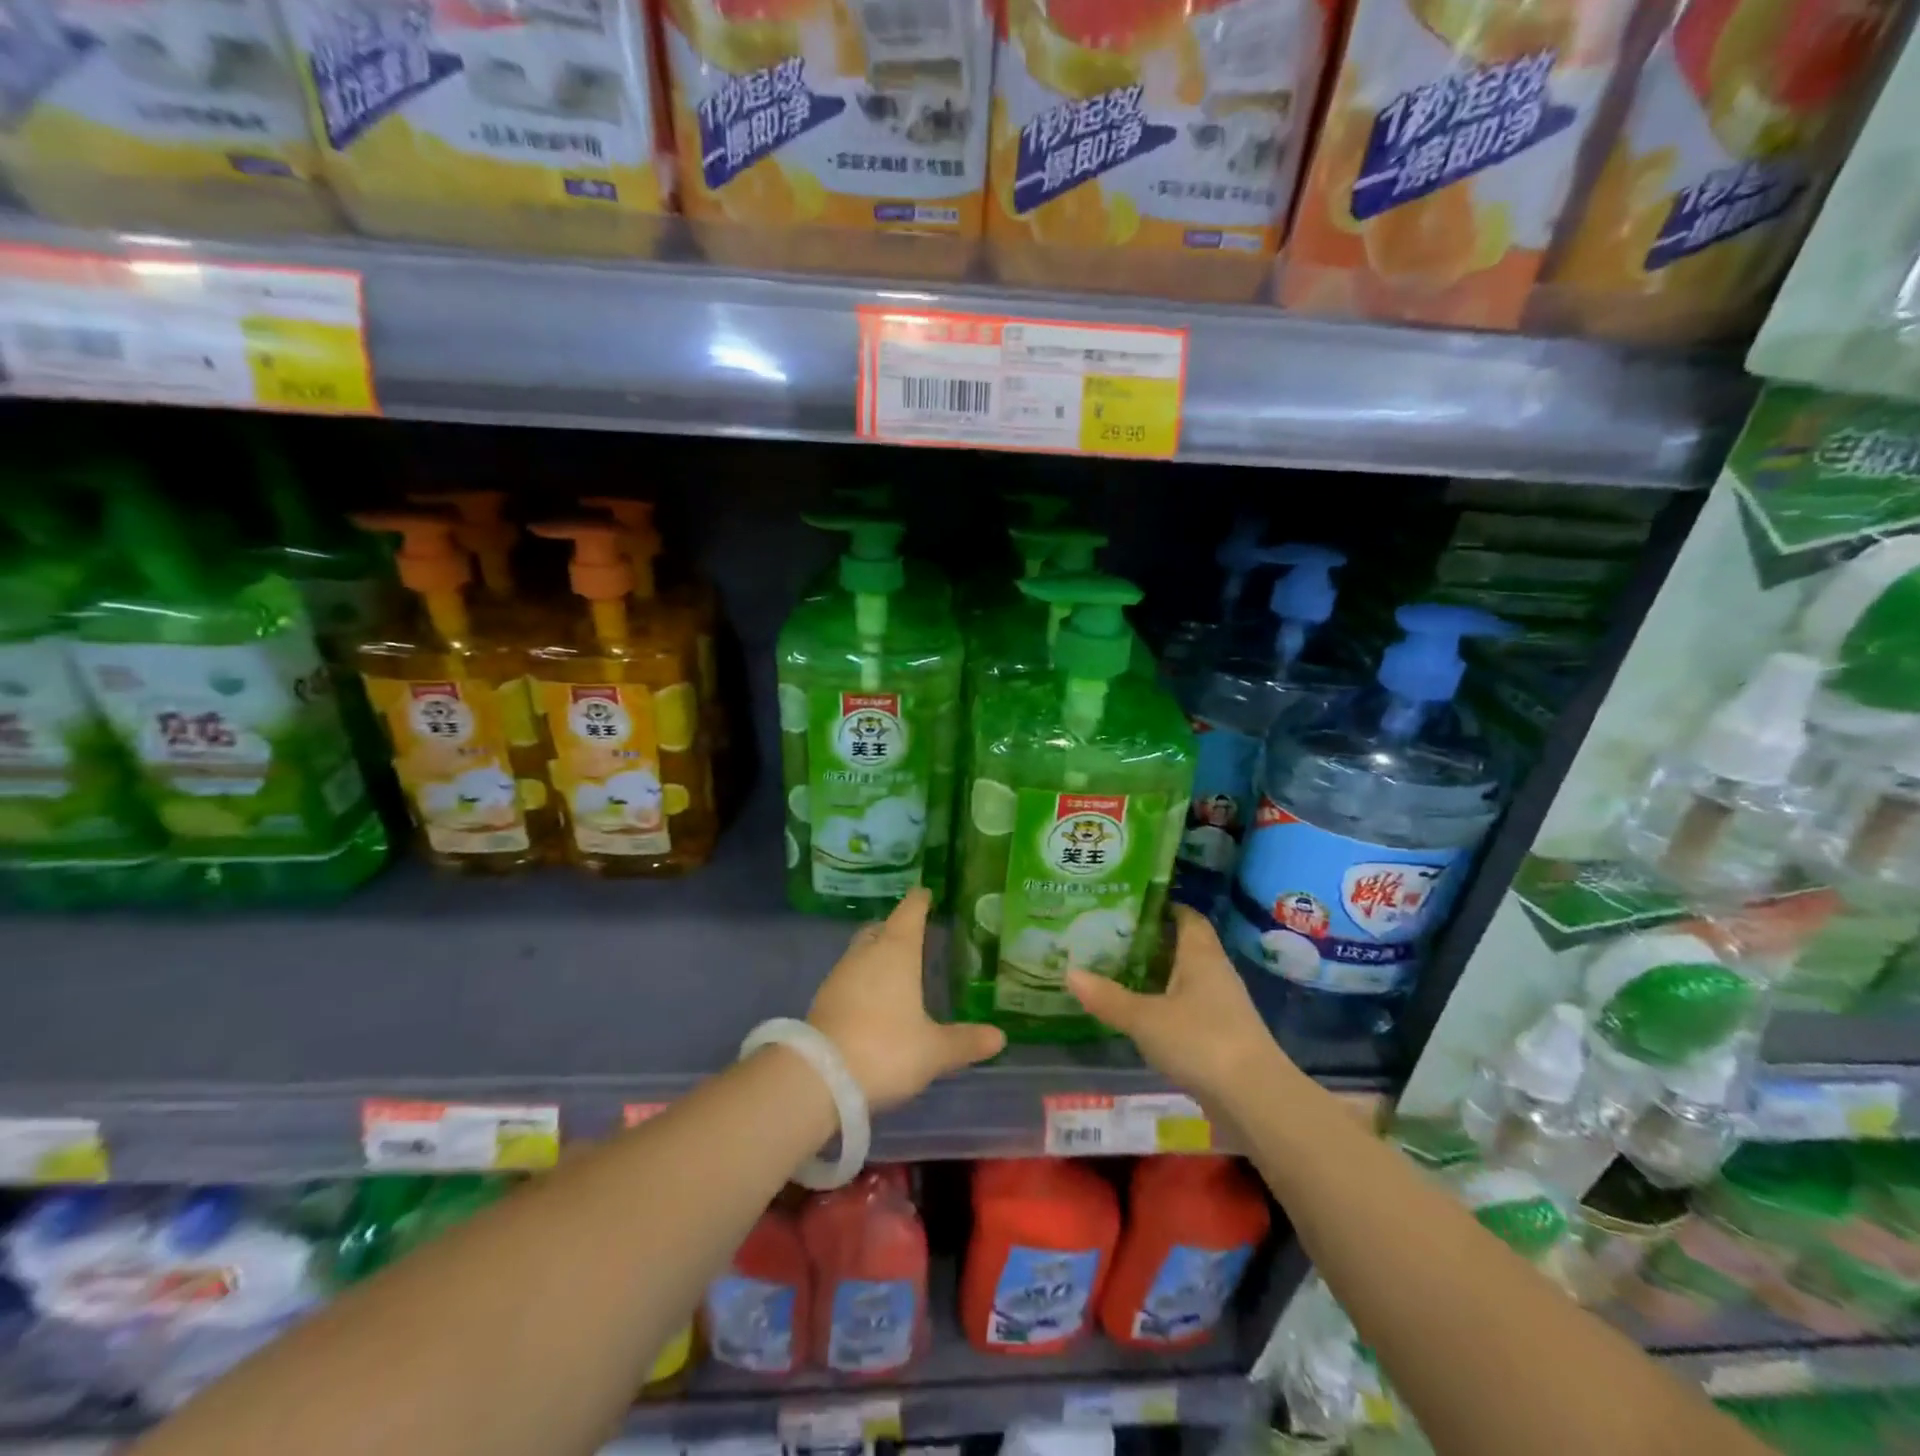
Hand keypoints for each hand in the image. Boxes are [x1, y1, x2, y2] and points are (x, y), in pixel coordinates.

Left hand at [808, 888, 1006, 1110]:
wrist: (819, 1077)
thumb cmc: (886, 1049)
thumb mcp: (933, 1050)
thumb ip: (965, 1041)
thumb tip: (999, 1037)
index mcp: (896, 952)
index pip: (909, 912)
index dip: (919, 901)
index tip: (926, 893)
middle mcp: (866, 954)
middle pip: (881, 928)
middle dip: (896, 926)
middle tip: (914, 933)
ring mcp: (840, 974)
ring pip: (861, 951)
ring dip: (877, 954)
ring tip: (897, 969)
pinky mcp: (824, 998)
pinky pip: (849, 976)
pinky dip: (863, 978)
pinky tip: (873, 999)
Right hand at [1068, 906, 1285, 1108]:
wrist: (1255, 1099)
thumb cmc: (1201, 1040)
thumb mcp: (1145, 1018)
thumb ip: (1108, 997)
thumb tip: (1070, 972)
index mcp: (1201, 955)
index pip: (1187, 917)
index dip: (1164, 907)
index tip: (1131, 904)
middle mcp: (1214, 973)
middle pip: (1184, 946)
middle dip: (1152, 941)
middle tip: (1112, 937)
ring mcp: (1221, 1006)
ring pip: (1185, 979)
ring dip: (1158, 975)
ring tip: (1118, 972)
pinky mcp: (1221, 1036)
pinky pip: (1188, 1008)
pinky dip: (1165, 1005)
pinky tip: (1141, 1014)